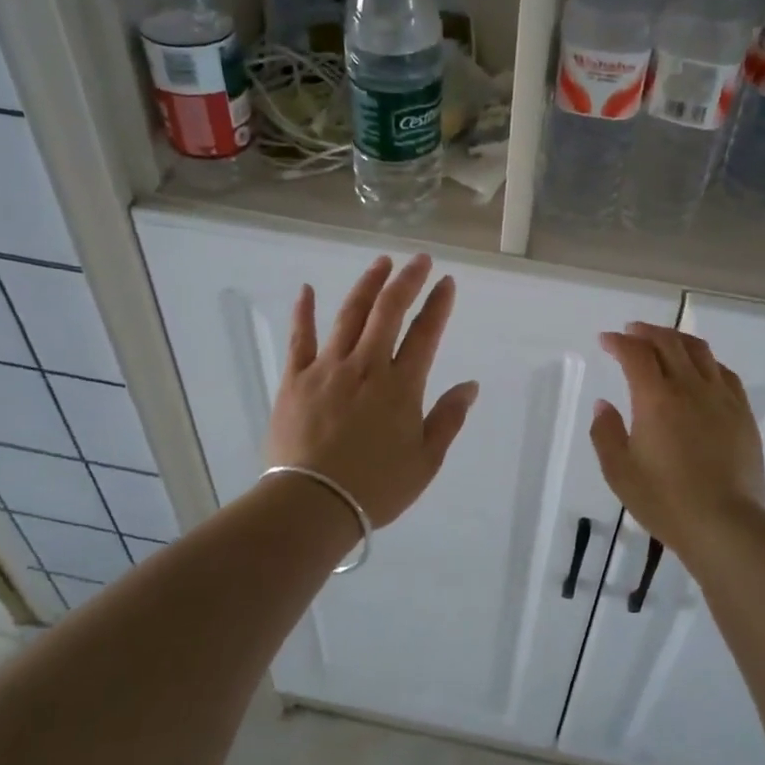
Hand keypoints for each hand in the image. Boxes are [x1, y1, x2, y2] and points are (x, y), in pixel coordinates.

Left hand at [264, 254, 478, 527]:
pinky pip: (300, 339)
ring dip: (367, 285)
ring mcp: (328, 369)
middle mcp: (366, 366)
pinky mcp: (295, 379)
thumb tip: (469, 385)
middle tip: (419, 259)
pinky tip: (306, 290)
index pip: (425, 334)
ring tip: (381, 263)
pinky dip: (304, 312)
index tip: (446, 282)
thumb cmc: (375, 488)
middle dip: (407, 281)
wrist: (312, 504)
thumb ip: (448, 419)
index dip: (438, 305)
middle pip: (389, 312)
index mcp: (401, 386)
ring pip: (350, 315)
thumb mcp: (426, 461)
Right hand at [589, 322, 764, 552]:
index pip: (635, 354)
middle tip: (632, 332)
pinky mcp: (742, 412)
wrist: (725, 524)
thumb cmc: (665, 501)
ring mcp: (721, 397)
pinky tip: (701, 369)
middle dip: (646, 332)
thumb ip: (605, 433)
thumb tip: (603, 405)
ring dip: (677, 339)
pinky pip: (724, 372)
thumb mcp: (619, 472)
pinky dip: (706, 361)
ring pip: (699, 351)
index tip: (606, 340)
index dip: (618, 342)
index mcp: (655, 399)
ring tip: (664, 341)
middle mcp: (689, 387)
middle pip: (668, 342)